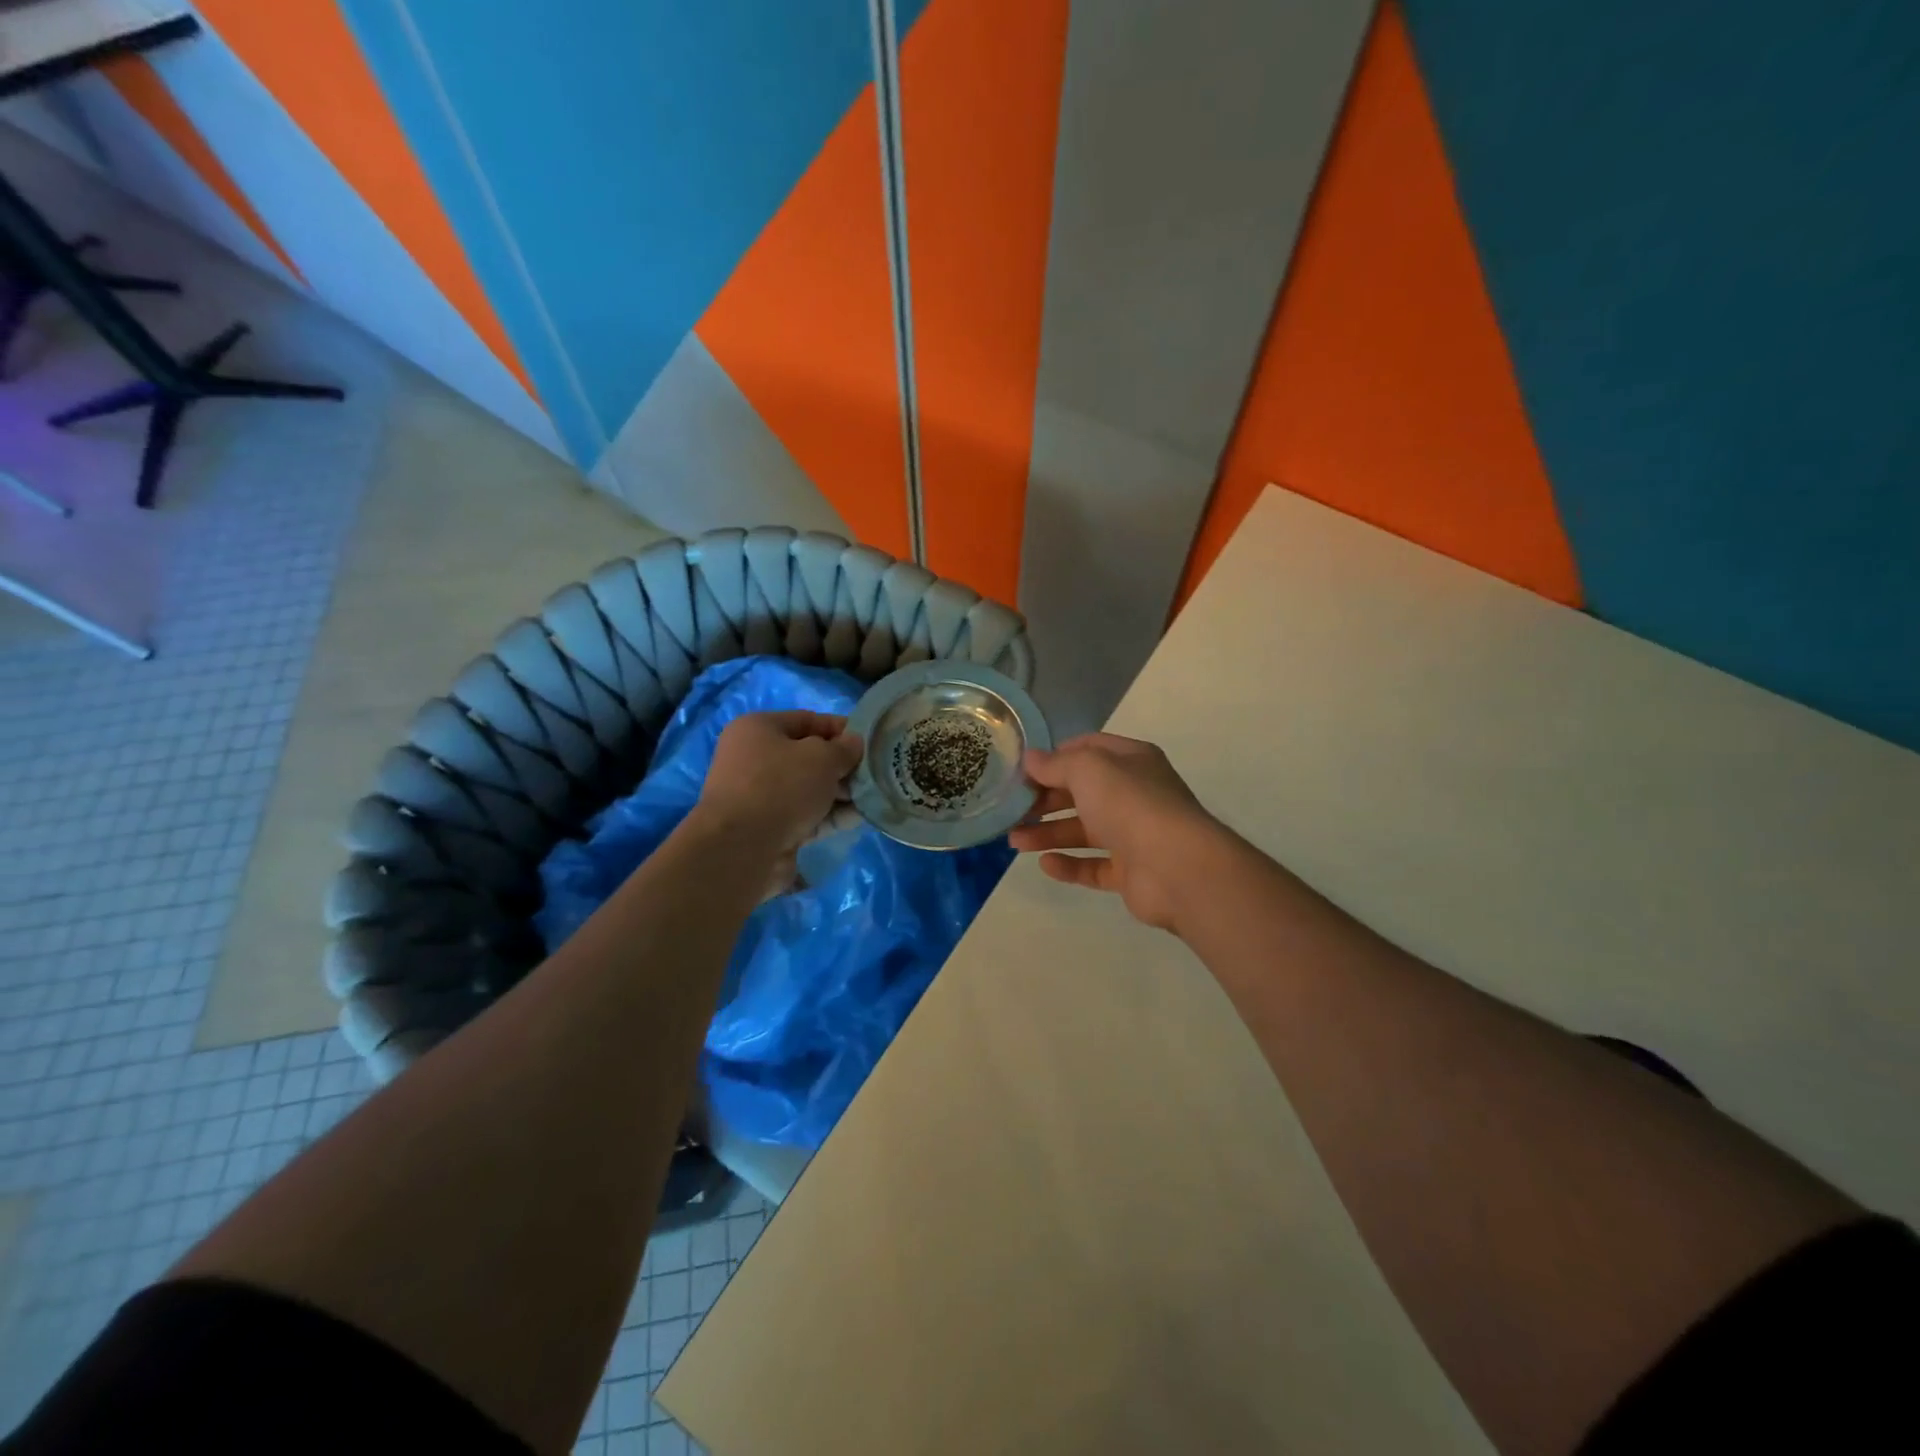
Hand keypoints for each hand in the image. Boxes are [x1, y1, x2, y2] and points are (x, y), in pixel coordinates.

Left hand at [693, 711, 863, 860]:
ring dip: (840, 794)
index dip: (841, 729)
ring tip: (872, 798)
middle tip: (873, 774)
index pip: (807, 720)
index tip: (870, 741)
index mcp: (758, 729)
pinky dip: (829, 816)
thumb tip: (854, 744)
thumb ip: (844, 748)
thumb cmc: (781, 786)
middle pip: (809, 757)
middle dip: (843, 766)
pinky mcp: (769, 828)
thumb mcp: (822, 758)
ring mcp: (760, 797)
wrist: (742, 848)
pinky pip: (806, 816)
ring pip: (809, 789)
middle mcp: (754, 759)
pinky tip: (857, 819)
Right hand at [1009, 732, 1225, 932]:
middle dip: (1045, 799)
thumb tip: (1030, 759)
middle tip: (1011, 809)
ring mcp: (1133, 835)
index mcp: (1131, 761)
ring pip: (1083, 830)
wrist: (1177, 867)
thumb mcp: (1088, 769)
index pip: (1088, 749)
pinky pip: (1093, 866)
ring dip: (1048, 833)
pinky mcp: (1130, 872)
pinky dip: (1069, 865)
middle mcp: (1134, 794)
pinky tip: (1045, 865)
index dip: (1055, 756)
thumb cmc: (1131, 804)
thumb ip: (1056, 764)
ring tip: (1014, 841)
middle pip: (1081, 792)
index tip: (1023, 769)